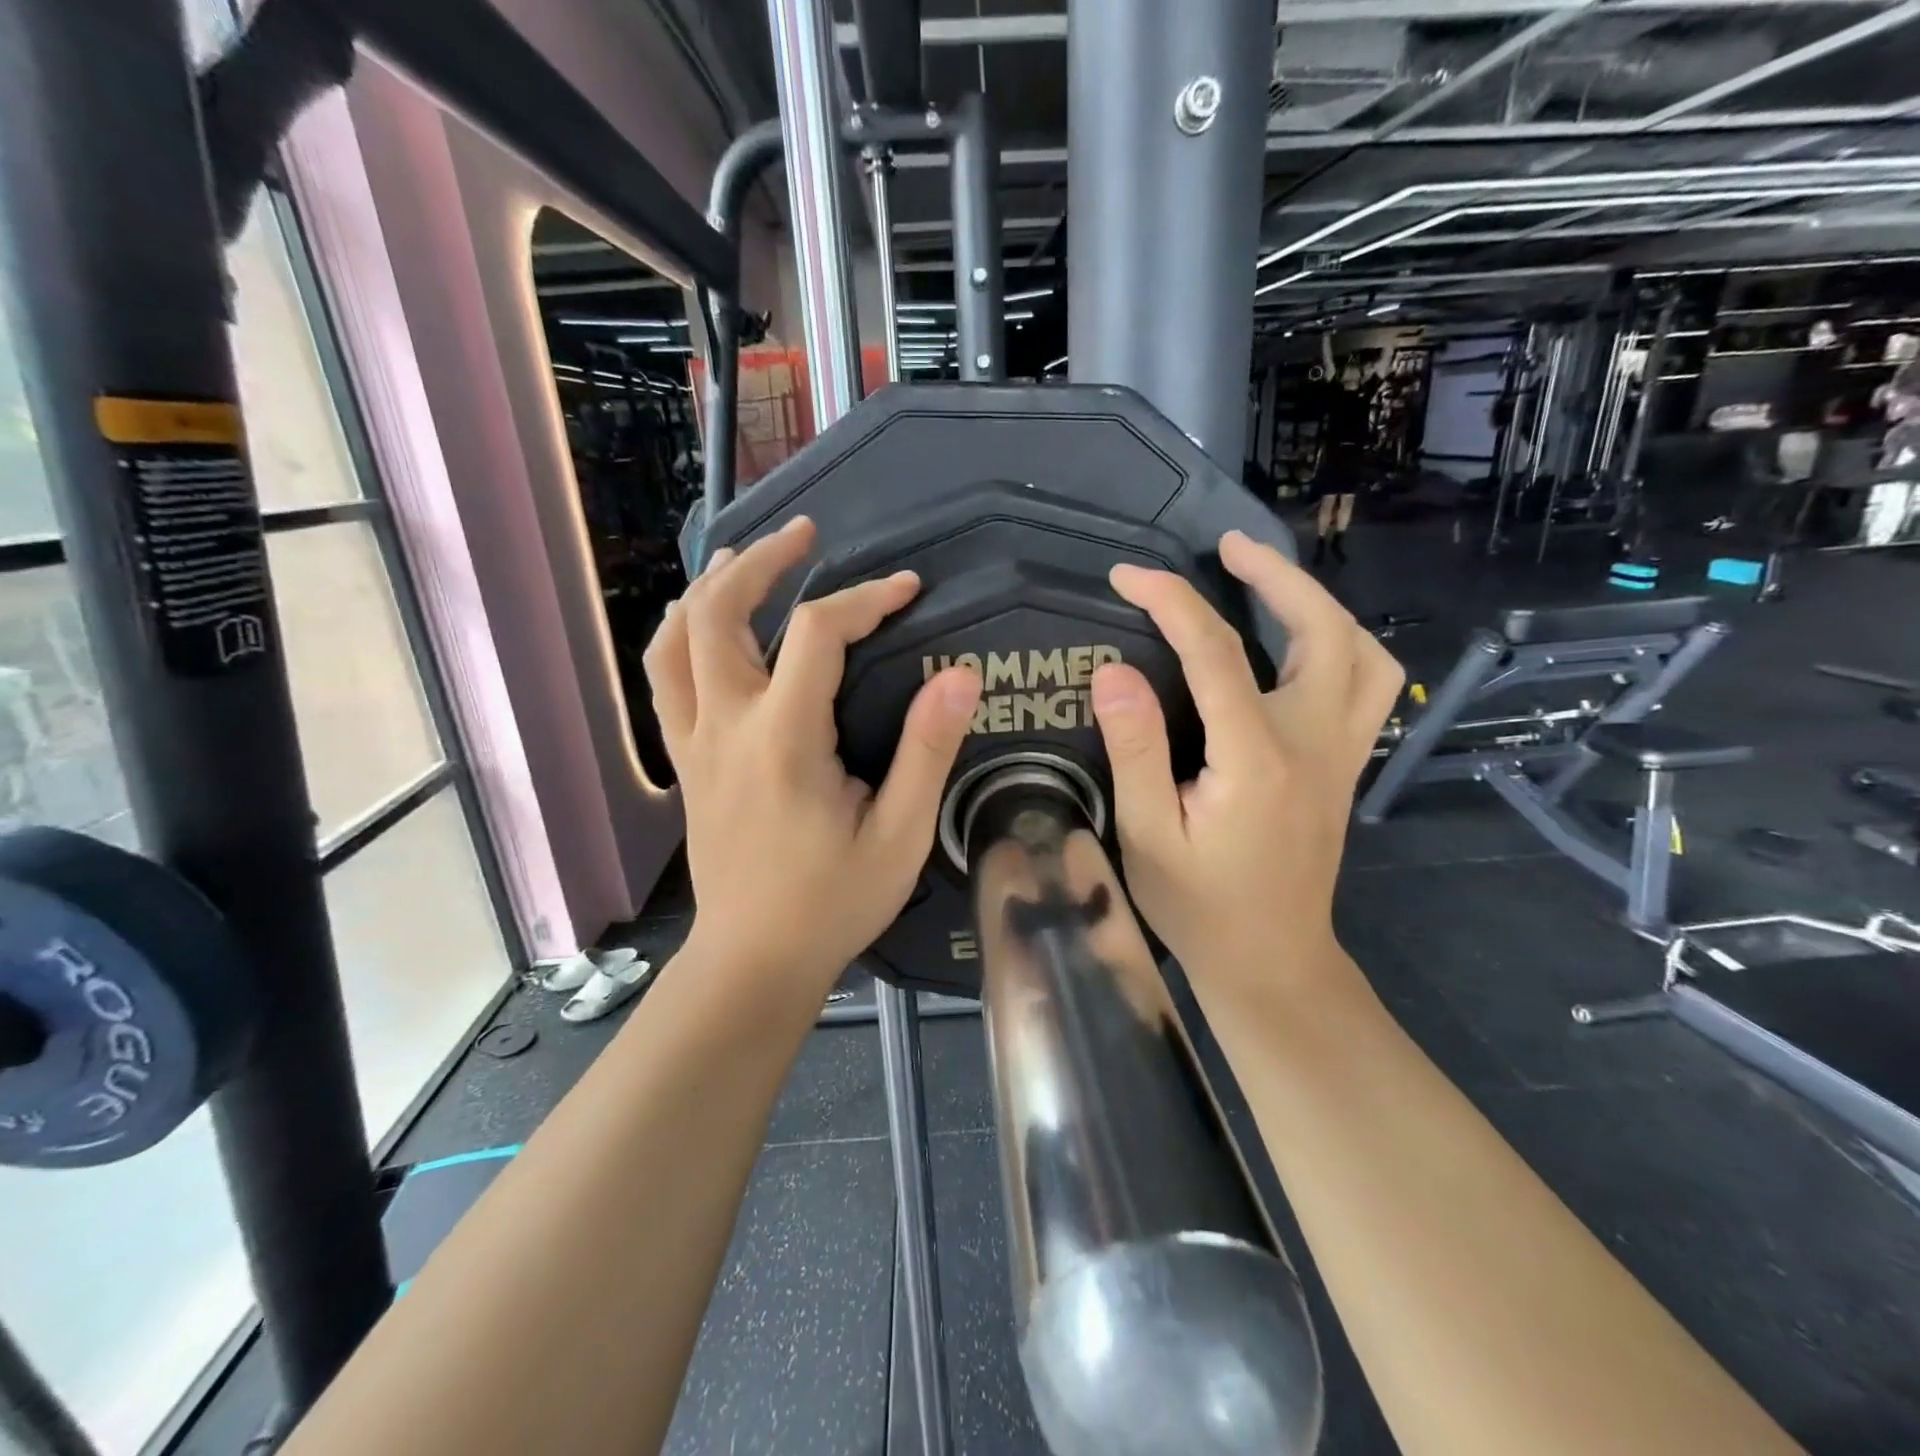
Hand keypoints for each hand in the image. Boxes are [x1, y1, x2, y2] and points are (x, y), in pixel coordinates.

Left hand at [644, 518, 982, 997]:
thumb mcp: (900, 836)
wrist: (753, 960)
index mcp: (784, 740)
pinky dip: (683, 635)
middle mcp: (726, 726)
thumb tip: (959, 676)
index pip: (817, 634)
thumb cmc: (832, 903)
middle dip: (762, 560)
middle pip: (720, 613)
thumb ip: (927, 752)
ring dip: (710, 588)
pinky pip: (666, 679)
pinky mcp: (685, 761)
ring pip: (676, 640)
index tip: (907, 589)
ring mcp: (694, 742)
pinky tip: (708, 624)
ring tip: (745, 558)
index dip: (865, 598)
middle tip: (805, 533)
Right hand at [1088, 530, 1402, 994]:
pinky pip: (1366, 685)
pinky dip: (1339, 644)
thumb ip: (1134, 749)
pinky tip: (1299, 643)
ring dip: (1318, 604)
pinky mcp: (1345, 768)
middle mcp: (1312, 743)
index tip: (1126, 575)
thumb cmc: (1199, 907)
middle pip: (1322, 632)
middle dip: (1277, 576)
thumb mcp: (1145, 835)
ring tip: (1269, 581)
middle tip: (1228, 547)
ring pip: (1362, 653)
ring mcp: (1340, 755)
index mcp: (1255, 758)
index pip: (1214, 653)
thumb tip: (1113, 671)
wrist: (1272, 964)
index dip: (1170, 601)